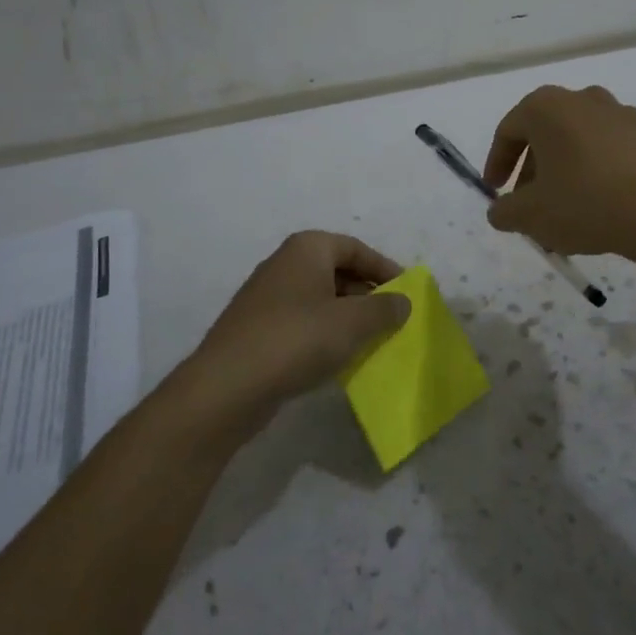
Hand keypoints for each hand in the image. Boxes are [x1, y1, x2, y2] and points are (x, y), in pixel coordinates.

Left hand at [176, 231, 412, 433]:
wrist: (228, 386)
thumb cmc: (297, 340)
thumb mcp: (353, 323)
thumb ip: (384, 308)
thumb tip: (403, 301)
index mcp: (307, 248)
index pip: (356, 248)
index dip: (385, 269)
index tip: (407, 294)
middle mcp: (284, 264)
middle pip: (338, 271)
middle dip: (367, 295)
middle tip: (392, 320)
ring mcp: (267, 297)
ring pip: (320, 299)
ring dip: (347, 317)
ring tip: (371, 341)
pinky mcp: (257, 329)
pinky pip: (302, 323)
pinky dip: (324, 334)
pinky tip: (337, 359)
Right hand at [483, 85, 635, 256]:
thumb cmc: (585, 202)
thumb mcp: (530, 215)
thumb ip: (505, 211)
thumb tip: (500, 211)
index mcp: (547, 107)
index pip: (508, 130)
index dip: (497, 162)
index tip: (495, 190)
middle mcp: (583, 99)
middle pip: (545, 134)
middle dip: (532, 171)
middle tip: (528, 205)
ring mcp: (620, 114)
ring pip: (578, 143)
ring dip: (564, 173)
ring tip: (563, 211)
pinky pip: (608, 151)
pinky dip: (595, 173)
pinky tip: (598, 208)